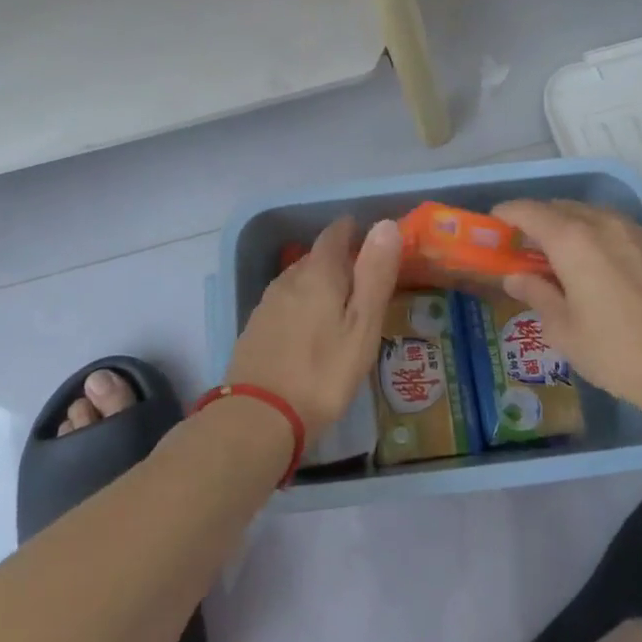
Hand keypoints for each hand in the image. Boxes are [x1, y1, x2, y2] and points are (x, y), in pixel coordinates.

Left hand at [227, 216, 402, 438]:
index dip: (353, 231)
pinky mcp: (255, 329)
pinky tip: (310, 330)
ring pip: (299, 280)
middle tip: (364, 280)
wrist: (259, 417)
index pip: (335, 234)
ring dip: (320, 285)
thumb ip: (374, 275)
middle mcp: (289, 279)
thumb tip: (385, 224)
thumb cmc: (323, 372)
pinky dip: (302, 306)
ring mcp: (268, 303)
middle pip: (316, 257)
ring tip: (341, 306)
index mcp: (318, 273)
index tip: (371, 240)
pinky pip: (285, 303)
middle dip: (339, 261)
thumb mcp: (362, 325)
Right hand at [493, 199, 641, 412]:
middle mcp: (607, 225)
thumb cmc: (617, 354)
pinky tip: (610, 270)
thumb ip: (537, 294)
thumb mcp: (564, 330)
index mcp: (574, 241)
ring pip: (598, 216)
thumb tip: (516, 277)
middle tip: (528, 245)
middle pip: (564, 208)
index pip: (530, 211)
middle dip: (541, 219)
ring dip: (575, 226)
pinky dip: (607, 240)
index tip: (496, 222)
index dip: (508, 213)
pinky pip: (627, 232)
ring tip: (568, 255)